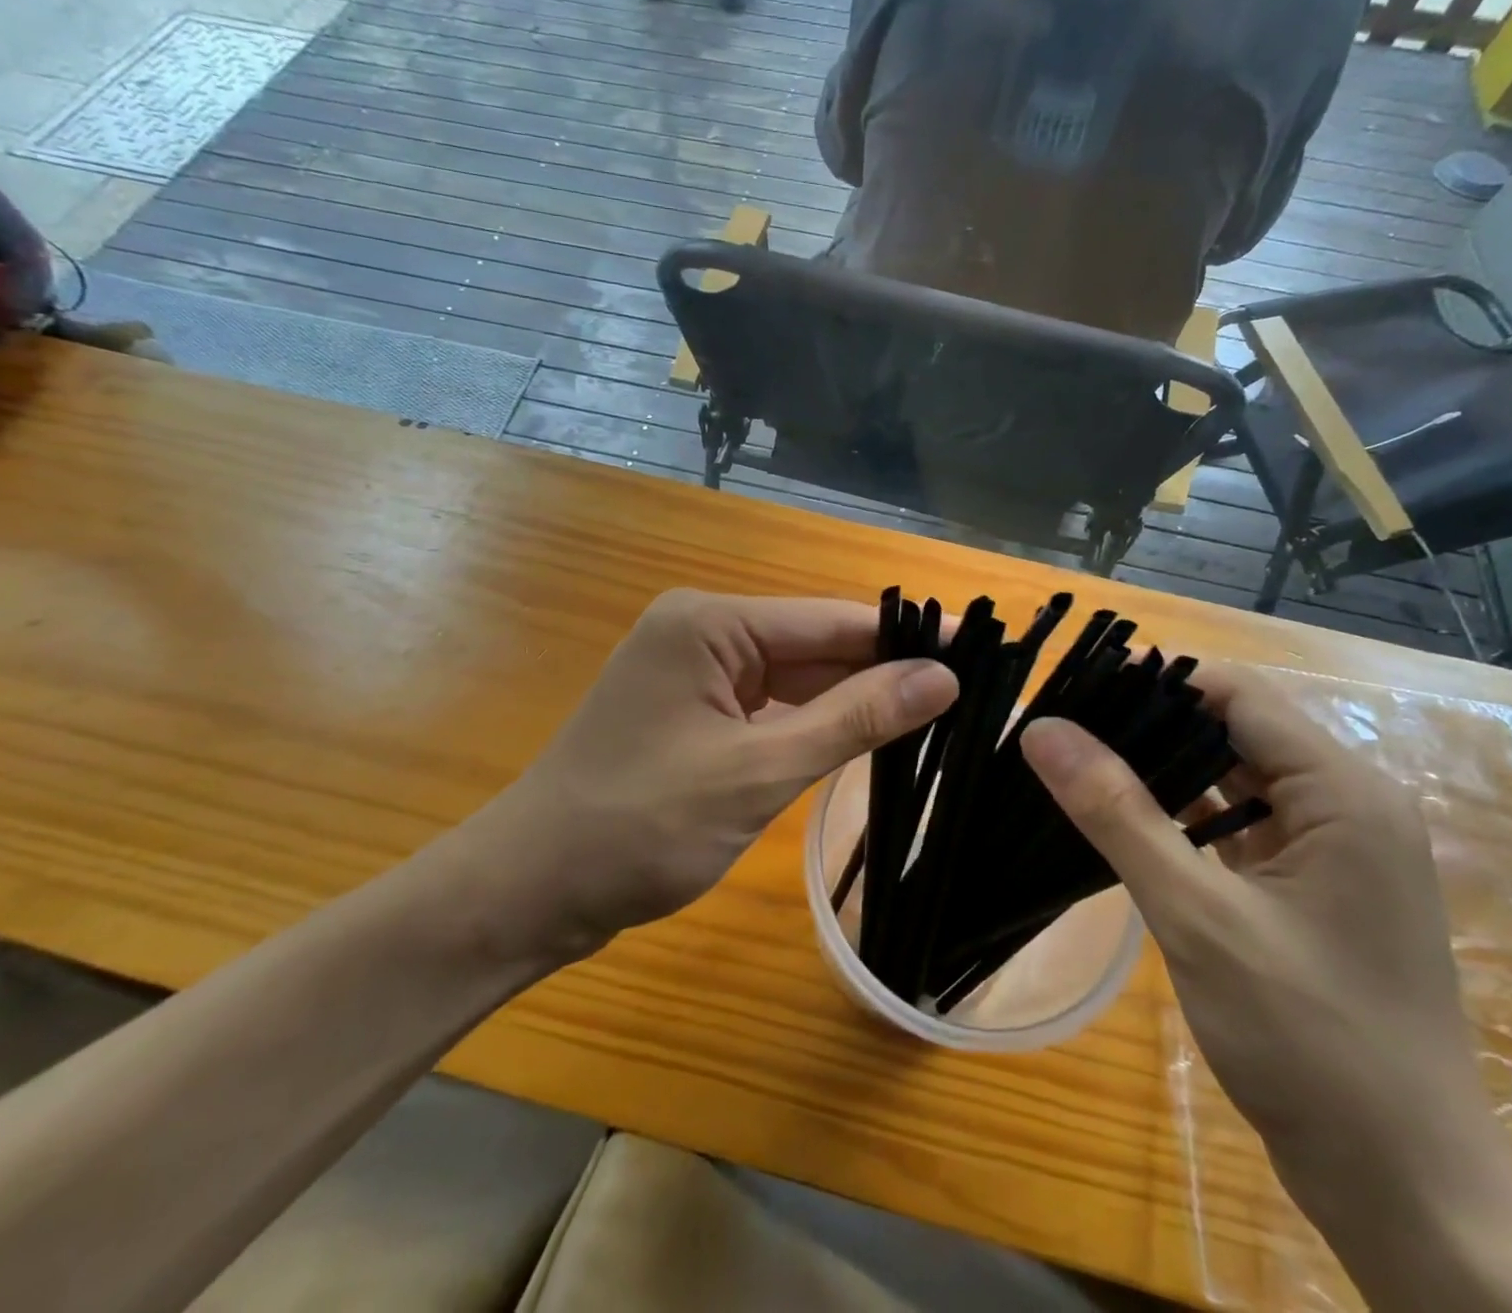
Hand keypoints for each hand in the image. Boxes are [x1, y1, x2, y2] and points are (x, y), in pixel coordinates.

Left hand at [470, 591, 956, 950]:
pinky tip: (865, 735)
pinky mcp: (692, 710)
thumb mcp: (758, 772)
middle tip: (970, 692)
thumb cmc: (639, 828)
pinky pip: (769, 704)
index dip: (908, 637)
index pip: (830, 620)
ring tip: (938, 714)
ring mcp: (693, 670)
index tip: (981, 649)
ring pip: (795, 676)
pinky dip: (813, 722)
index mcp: (709, 622)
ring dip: (852, 699)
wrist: (530, 891)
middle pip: (813, 644)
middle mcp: (701, 630)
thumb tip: (942, 678)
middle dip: (883, 671)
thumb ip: (852, 719)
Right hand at [1020, 668, 1510, 1275]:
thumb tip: (1042, 729)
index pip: (1236, 694)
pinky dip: (1182, 815)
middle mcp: (1347, 804)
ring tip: (1076, 762)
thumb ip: (1118, 814)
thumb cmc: (1310, 1043)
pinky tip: (1123, 819)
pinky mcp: (1311, 889)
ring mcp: (1333, 850)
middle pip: (1235, 729)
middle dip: (1149, 724)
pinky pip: (1238, 825)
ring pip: (1233, 778)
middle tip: (1061, 728)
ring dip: (1161, 769)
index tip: (1074, 691)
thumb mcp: (1197, 917)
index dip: (1154, 681)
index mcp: (1344, 792)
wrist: (1406, 1192)